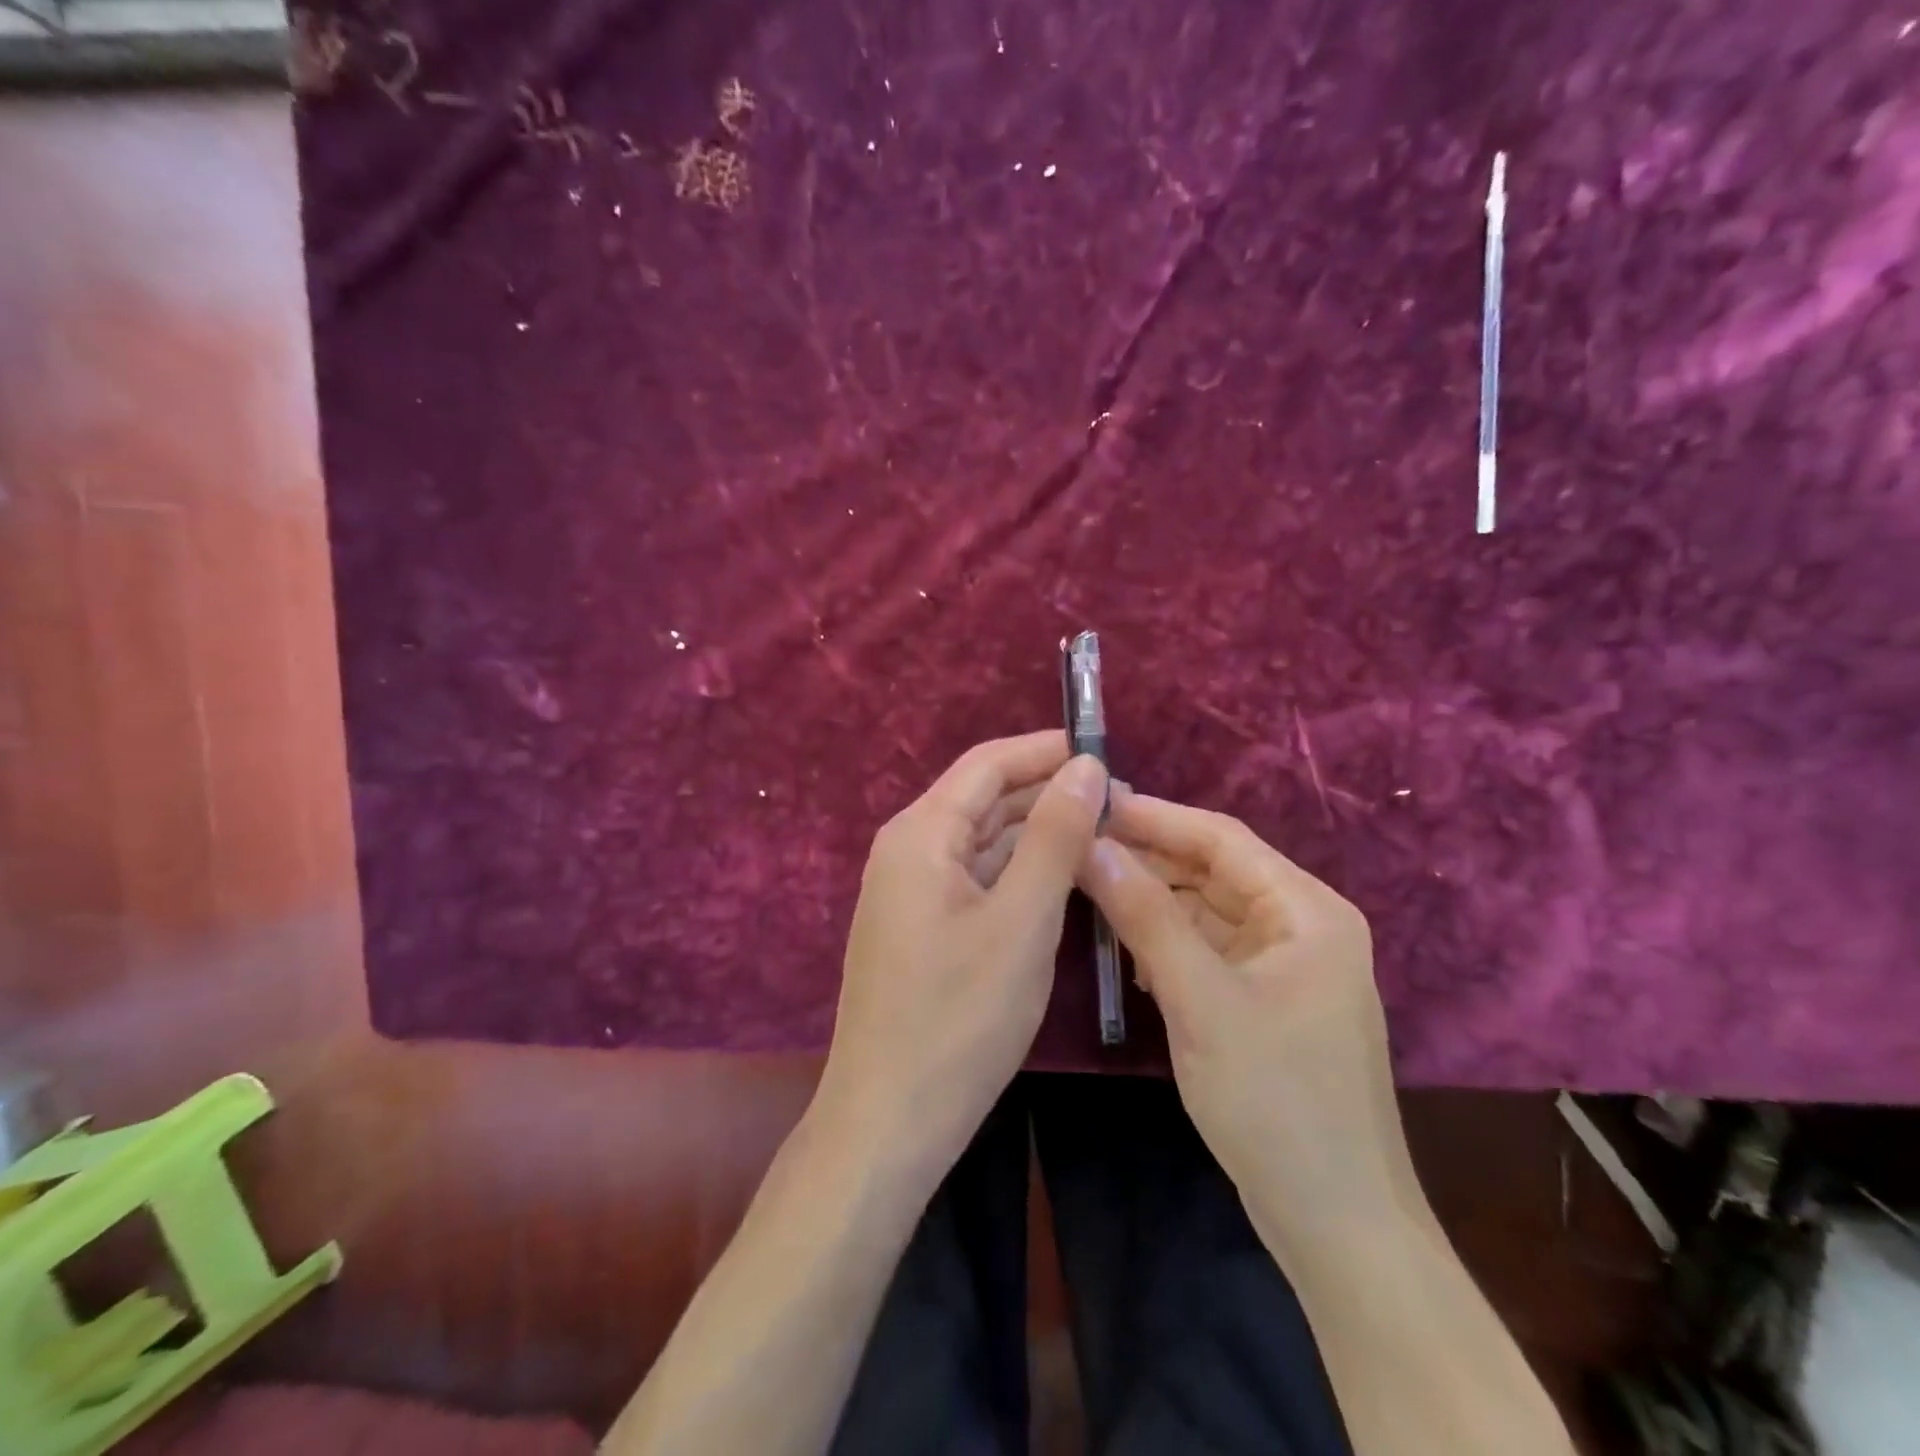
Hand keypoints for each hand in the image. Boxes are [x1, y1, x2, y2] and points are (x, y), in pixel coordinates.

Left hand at [816, 731, 1108, 1184]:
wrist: (890, 1120)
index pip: (988, 763)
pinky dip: (1020, 873)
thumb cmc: (959, 1017)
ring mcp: (912, 891)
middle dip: (1048, 794)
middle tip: (1121, 803)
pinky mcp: (924, 927)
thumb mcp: (1022, 920)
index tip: (1107, 751)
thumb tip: (1086, 765)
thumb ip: (1055, 836)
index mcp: (921, 833)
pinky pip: (978, 879)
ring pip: (985, 841)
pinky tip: (1065, 879)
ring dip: (1039, 835)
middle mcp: (908, 849)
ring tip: (1106, 836)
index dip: (1045, 750)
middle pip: (985, 799)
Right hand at [1078, 793, 1420, 1253]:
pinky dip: (1168, 944)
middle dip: (1148, 860)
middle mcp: (1301, 926)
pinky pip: (1208, 951)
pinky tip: (1126, 952)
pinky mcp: (1265, 1002)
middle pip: (1213, 872)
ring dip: (1153, 903)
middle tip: (1076, 846)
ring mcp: (1284, 966)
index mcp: (1307, 911)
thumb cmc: (1276, 1102)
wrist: (1336, 1225)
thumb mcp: (1202, 1001)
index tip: (1092, 803)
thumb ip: (1147, 918)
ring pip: (1206, 912)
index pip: (1221, 838)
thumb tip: (1092, 846)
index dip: (1155, 817)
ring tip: (1088, 890)